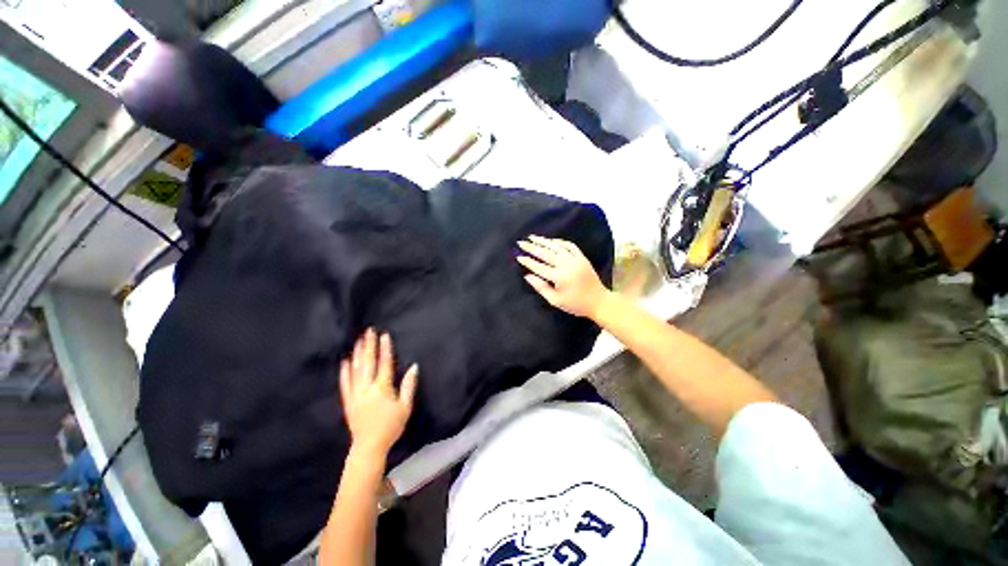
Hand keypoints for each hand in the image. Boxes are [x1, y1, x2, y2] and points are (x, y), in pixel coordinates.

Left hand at [339, 329, 418, 458]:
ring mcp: (355, 394)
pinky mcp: (348, 402)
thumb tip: (414, 367)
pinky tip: (345, 362)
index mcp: (382, 388)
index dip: (385, 348)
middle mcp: (367, 388)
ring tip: (358, 340)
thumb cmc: (391, 426)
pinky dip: (344, 372)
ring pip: (355, 370)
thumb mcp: (405, 406)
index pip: (384, 363)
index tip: (384, 335)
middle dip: (369, 345)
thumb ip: (409, 385)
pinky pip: (345, 384)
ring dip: (357, 354)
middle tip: (368, 331)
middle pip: (368, 363)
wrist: (369, 446)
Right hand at [517, 235, 611, 319]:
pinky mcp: (582, 257)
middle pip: (546, 253)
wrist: (599, 301)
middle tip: (521, 242)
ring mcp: (575, 259)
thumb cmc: (575, 304)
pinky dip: (558, 241)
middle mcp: (567, 265)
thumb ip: (540, 287)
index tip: (518, 256)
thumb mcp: (555, 300)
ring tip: (532, 237)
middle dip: (532, 247)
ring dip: (543, 241)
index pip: (539, 267)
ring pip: (556, 246)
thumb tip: (527, 276)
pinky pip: (569, 245)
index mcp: (560, 277)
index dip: (527, 261)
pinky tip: (550, 241)